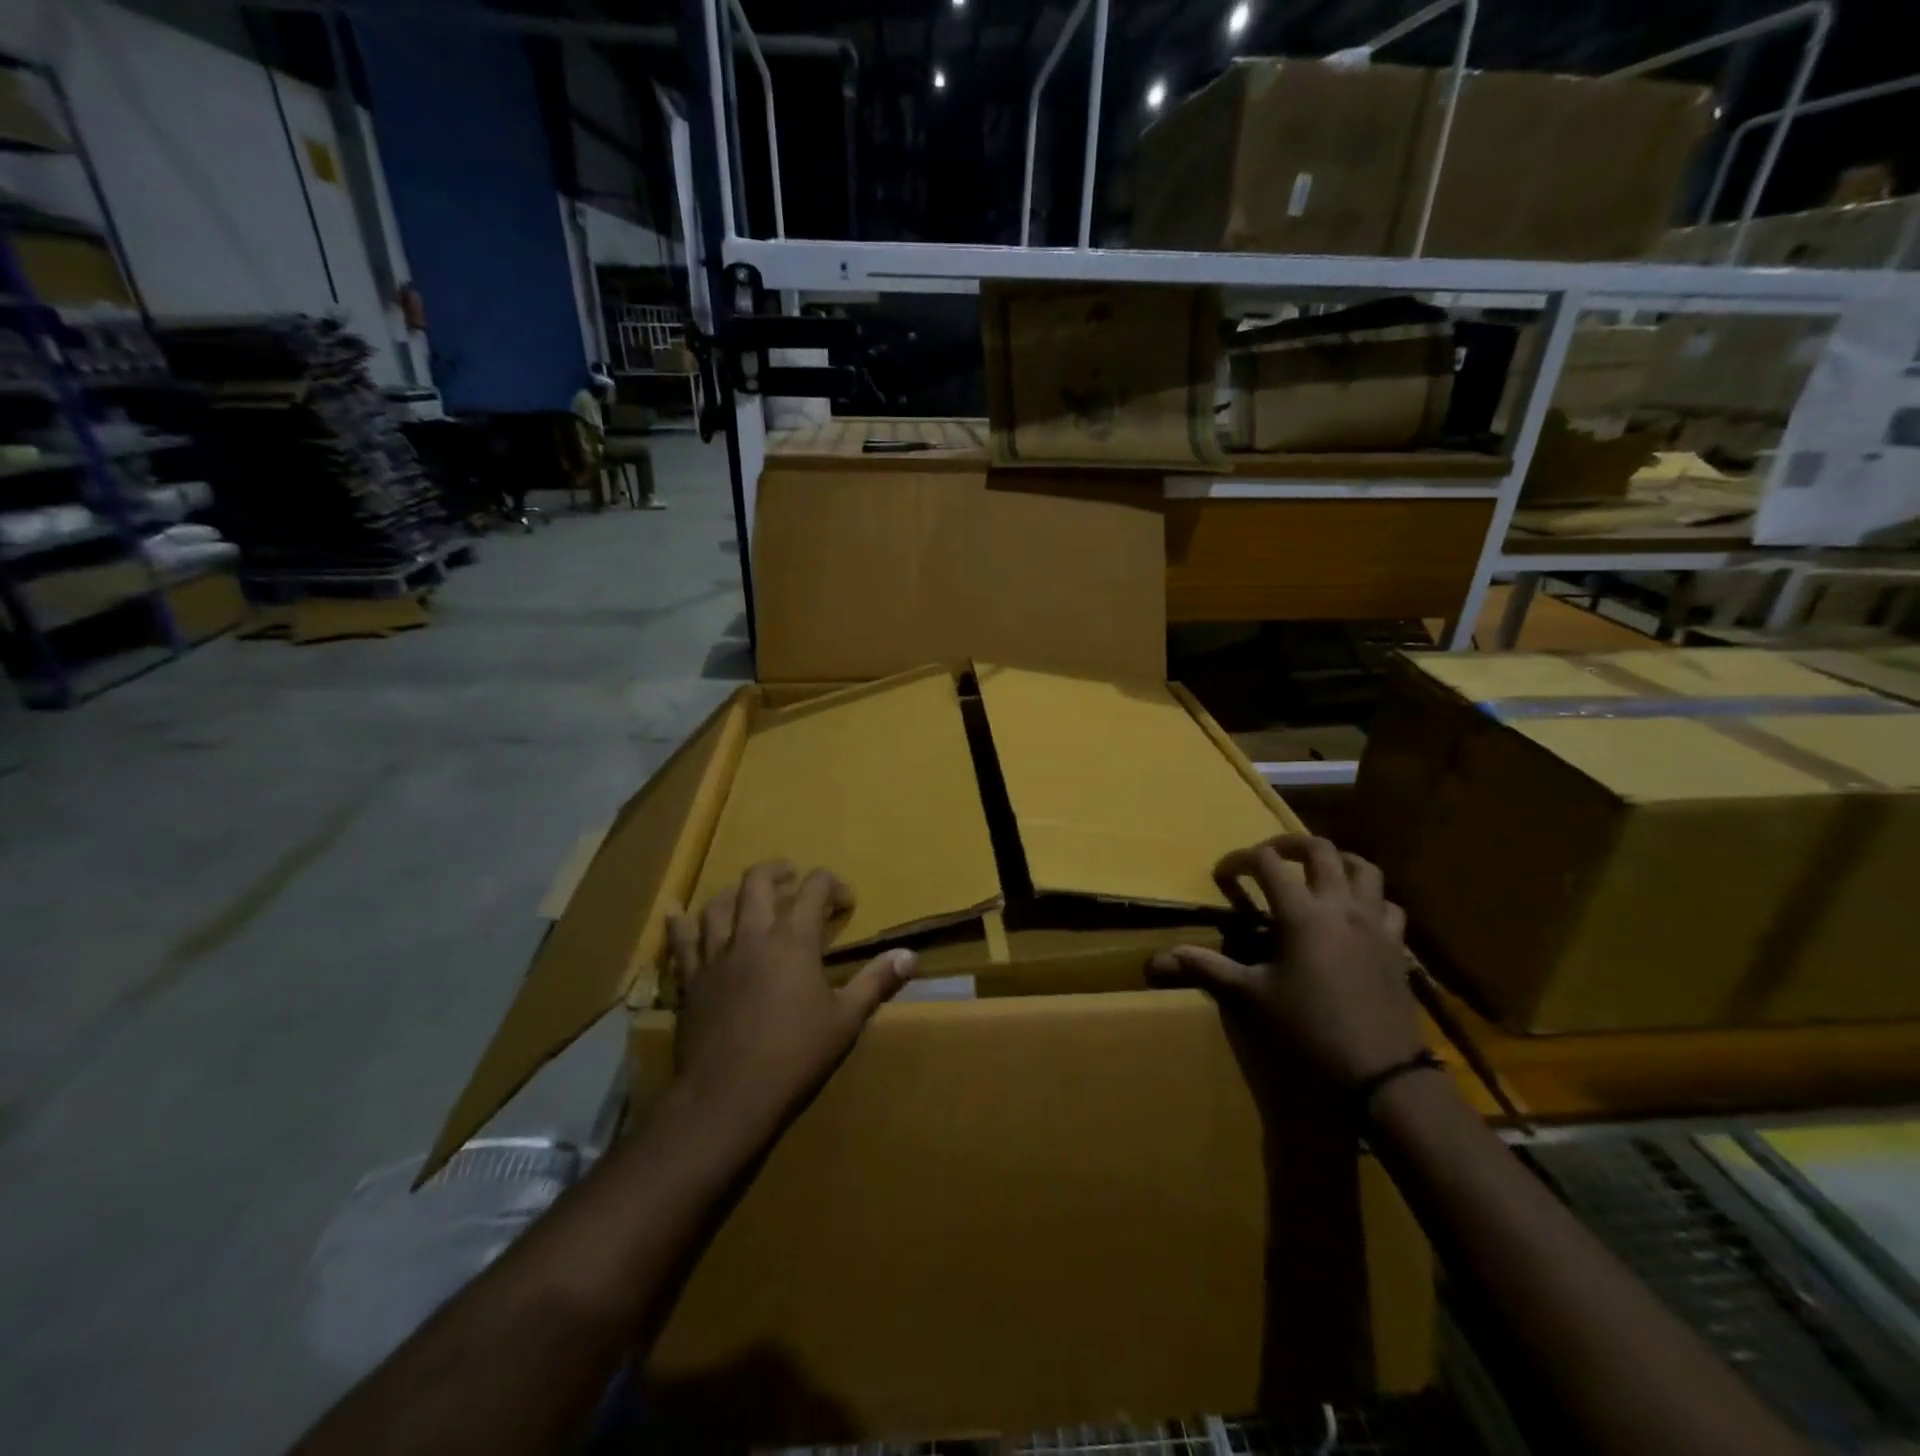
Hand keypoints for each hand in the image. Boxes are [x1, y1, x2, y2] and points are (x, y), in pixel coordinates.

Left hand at [666, 861, 915, 1143]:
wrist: (729, 1095)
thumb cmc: (795, 1055)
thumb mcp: (845, 1020)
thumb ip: (876, 982)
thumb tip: (909, 955)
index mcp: (793, 939)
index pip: (814, 888)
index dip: (832, 885)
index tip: (844, 903)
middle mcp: (752, 935)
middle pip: (758, 882)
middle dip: (778, 872)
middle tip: (792, 879)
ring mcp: (716, 955)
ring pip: (718, 905)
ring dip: (735, 893)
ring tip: (747, 897)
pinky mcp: (691, 980)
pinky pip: (681, 942)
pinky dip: (679, 923)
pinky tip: (675, 911)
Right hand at [1150, 835, 1422, 1090]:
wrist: (1380, 1075)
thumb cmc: (1308, 1030)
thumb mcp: (1250, 998)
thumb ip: (1206, 969)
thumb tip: (1158, 959)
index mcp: (1302, 913)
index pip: (1267, 863)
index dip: (1240, 859)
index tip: (1223, 874)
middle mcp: (1341, 906)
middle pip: (1319, 849)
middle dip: (1288, 844)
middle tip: (1267, 857)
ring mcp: (1375, 924)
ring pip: (1362, 868)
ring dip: (1335, 861)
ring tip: (1314, 872)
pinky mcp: (1397, 946)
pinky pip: (1387, 905)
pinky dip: (1368, 897)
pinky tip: (1353, 914)